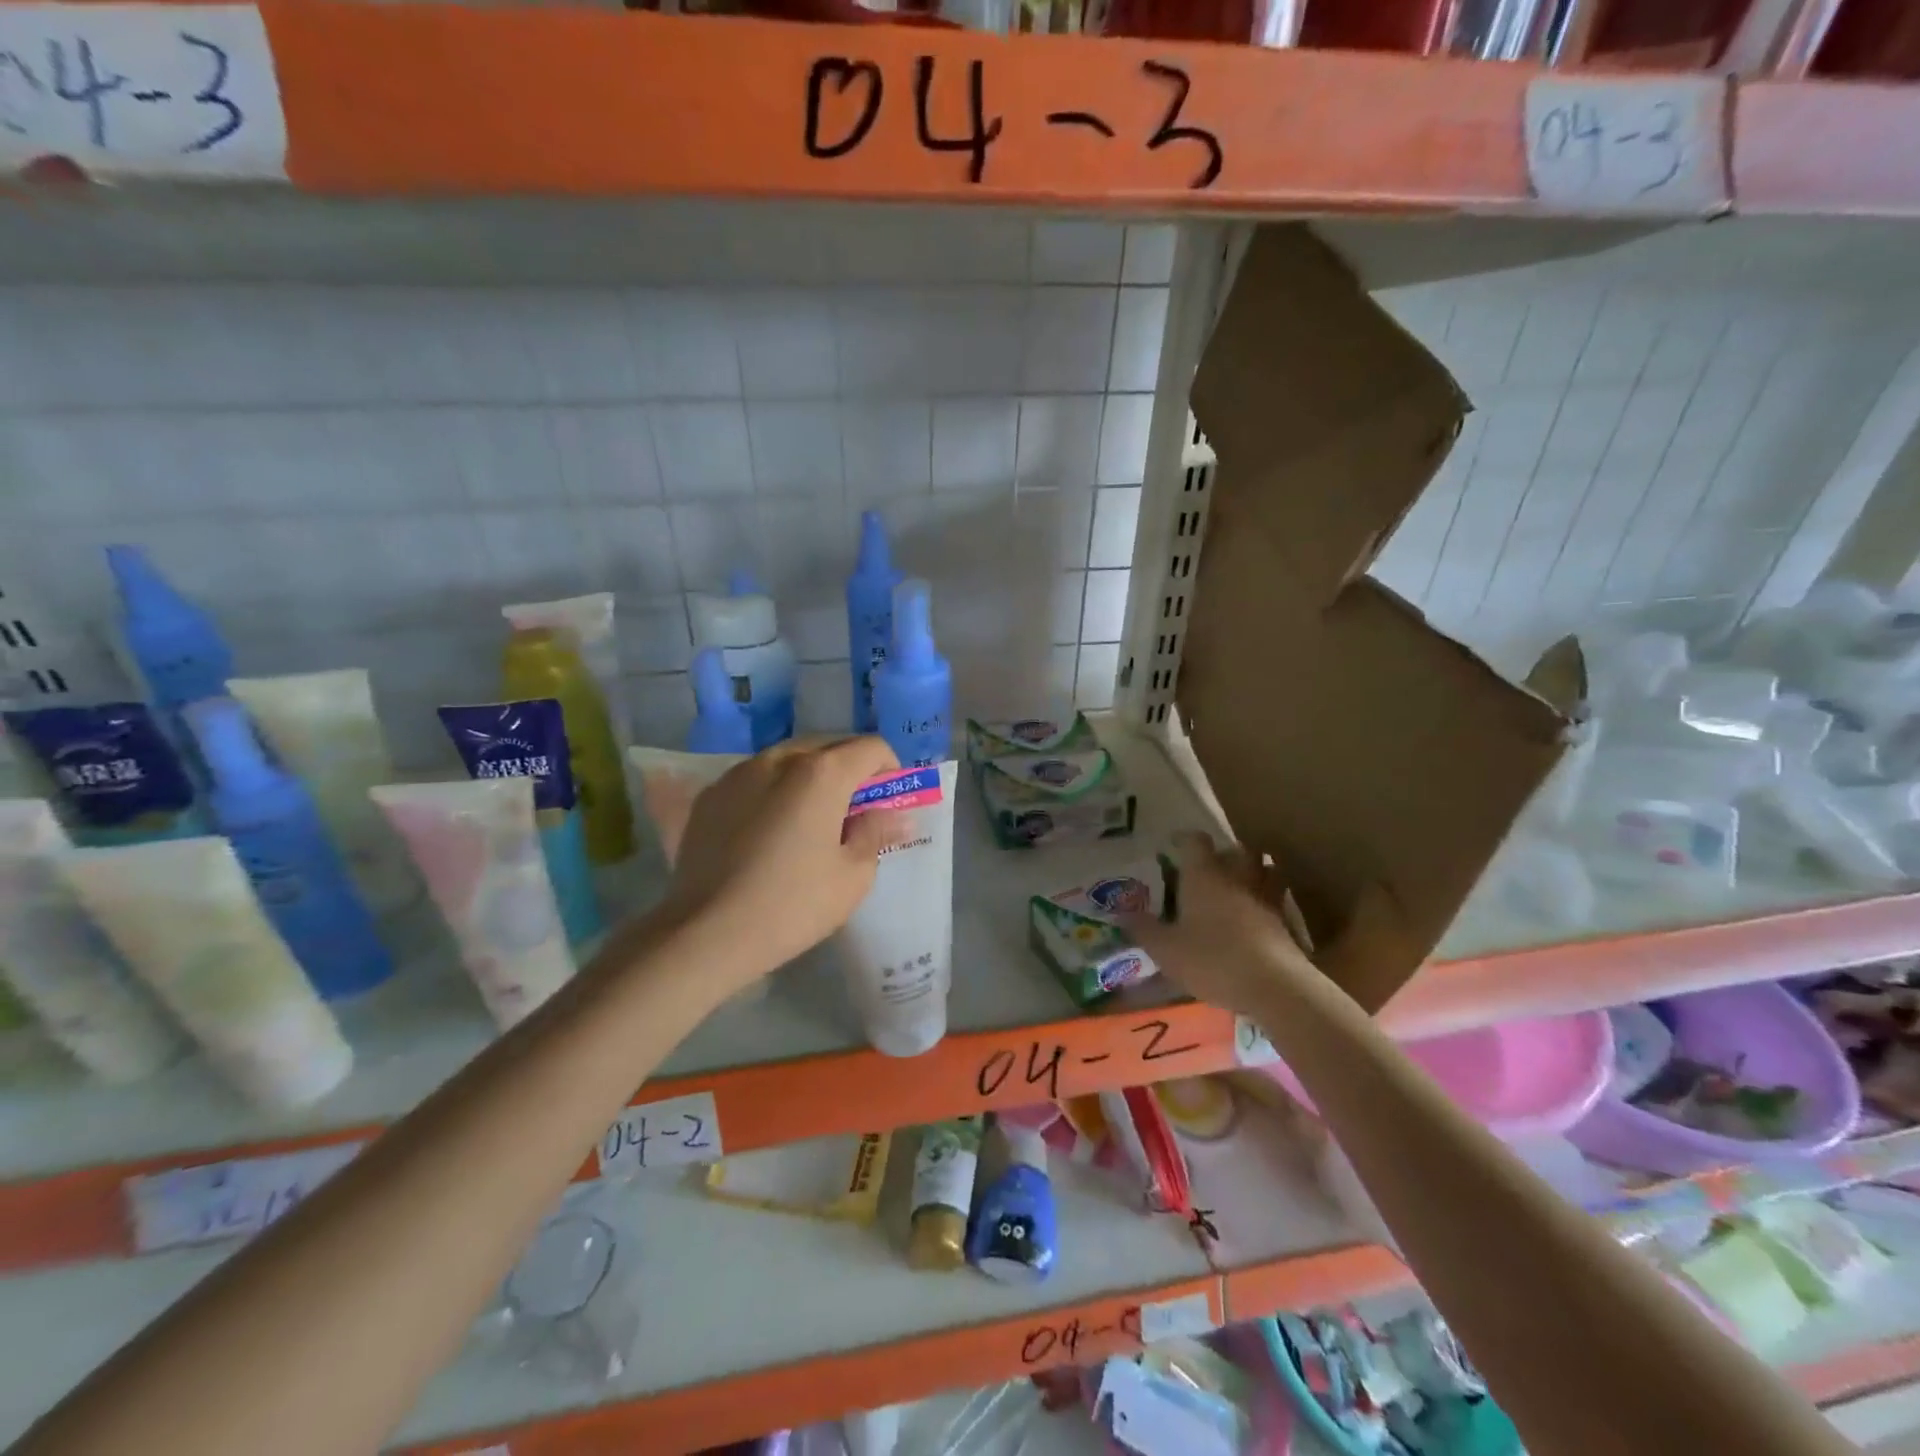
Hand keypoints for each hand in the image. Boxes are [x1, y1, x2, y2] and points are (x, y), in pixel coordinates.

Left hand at [664, 736, 903, 988]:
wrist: (705, 933)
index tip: (887, 802)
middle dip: (849, 770)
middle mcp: (779, 758)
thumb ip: (876, 833)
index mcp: (821, 773)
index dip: (890, 770)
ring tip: (809, 819)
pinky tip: (768, 830)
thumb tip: (896, 816)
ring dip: (810, 777)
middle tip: (854, 812)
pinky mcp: (710, 795)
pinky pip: (755, 779)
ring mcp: (738, 773)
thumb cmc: (792, 905)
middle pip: (829, 747)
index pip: (871, 748)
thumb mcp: (852, 876)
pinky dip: (773, 791)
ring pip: (789, 759)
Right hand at [1121, 832, 1311, 1019]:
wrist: (1275, 987)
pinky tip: (1255, 917)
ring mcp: (1265, 897)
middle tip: (1210, 866)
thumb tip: (1122, 914)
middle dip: (1225, 853)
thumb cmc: (1213, 960)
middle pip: (1237, 850)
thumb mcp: (1166, 950)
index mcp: (1204, 875)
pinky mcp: (1285, 922)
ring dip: (1253, 871)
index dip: (1184, 839)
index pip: (1195, 842)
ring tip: (1238, 885)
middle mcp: (1237, 877)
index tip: (1173, 843)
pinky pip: (1276, 899)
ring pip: (1264, 869)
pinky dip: (1266, 900)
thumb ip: (1143, 929)